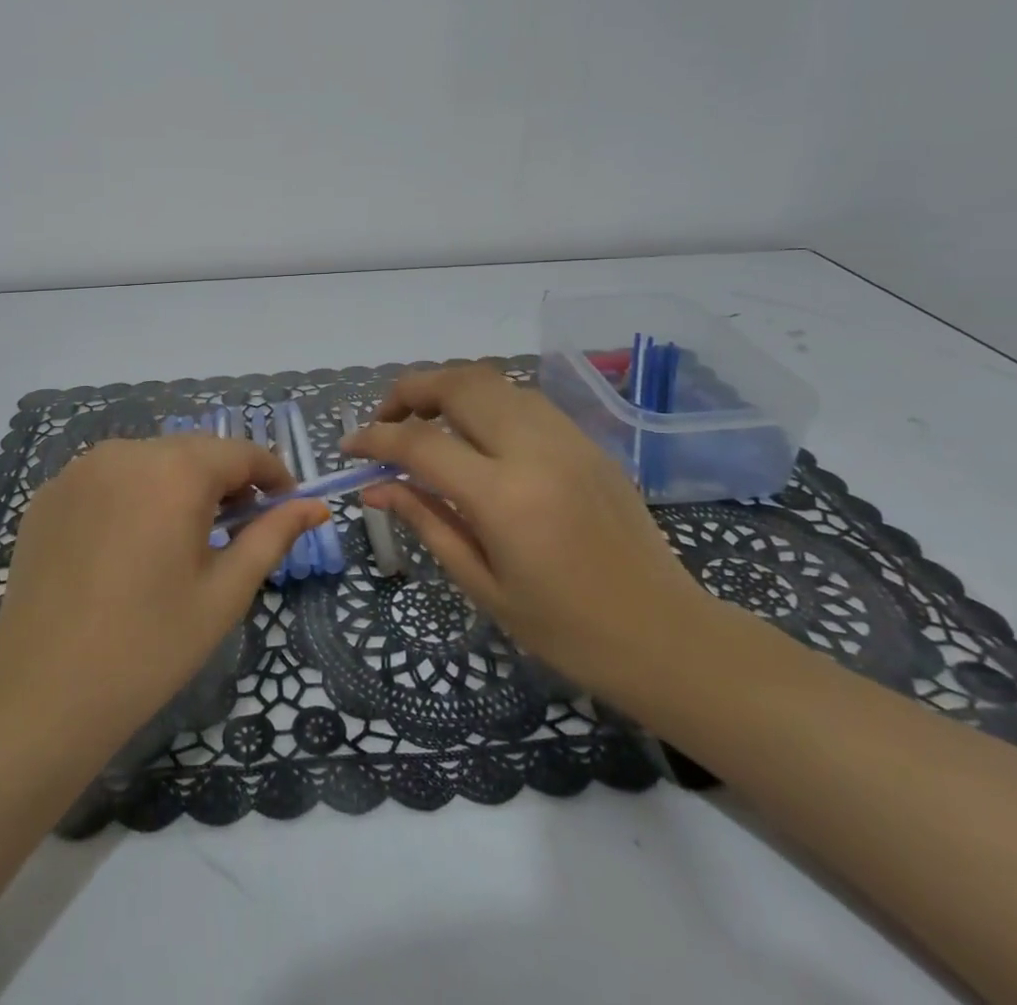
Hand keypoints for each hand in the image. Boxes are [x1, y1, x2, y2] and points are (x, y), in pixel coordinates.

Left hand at [0, 436, 326, 752]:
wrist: (40, 694)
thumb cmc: (149, 646)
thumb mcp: (225, 592)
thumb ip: (273, 536)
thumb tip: (317, 507)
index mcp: (175, 470)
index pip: (241, 452)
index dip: (272, 474)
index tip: (287, 505)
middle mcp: (126, 452)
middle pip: (194, 451)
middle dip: (225, 480)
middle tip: (239, 528)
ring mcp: (80, 469)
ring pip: (150, 461)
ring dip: (177, 485)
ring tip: (183, 538)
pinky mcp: (49, 494)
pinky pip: (108, 478)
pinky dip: (133, 496)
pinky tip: (128, 546)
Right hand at [341, 364, 717, 695]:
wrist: (666, 636)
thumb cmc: (566, 630)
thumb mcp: (483, 585)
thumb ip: (425, 521)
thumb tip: (374, 486)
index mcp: (504, 497)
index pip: (420, 443)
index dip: (375, 438)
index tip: (350, 447)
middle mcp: (534, 450)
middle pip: (458, 384)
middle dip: (409, 390)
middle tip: (385, 421)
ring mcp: (566, 438)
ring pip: (492, 381)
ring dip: (447, 388)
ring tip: (424, 422)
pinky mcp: (586, 440)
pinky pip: (522, 399)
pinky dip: (484, 401)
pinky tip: (474, 434)